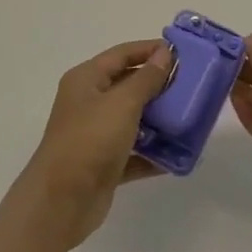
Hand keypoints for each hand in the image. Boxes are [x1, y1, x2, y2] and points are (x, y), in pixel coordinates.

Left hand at [19, 39, 172, 247]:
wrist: (61, 202)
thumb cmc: (90, 140)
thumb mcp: (122, 103)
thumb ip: (146, 78)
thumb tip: (164, 53)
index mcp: (86, 79)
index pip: (122, 54)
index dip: (149, 50)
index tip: (181, 52)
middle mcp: (89, 103)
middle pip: (127, 86)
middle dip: (158, 86)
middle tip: (190, 86)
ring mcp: (96, 135)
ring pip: (132, 120)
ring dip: (159, 120)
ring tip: (189, 119)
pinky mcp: (104, 164)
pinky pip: (134, 152)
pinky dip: (153, 153)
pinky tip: (178, 155)